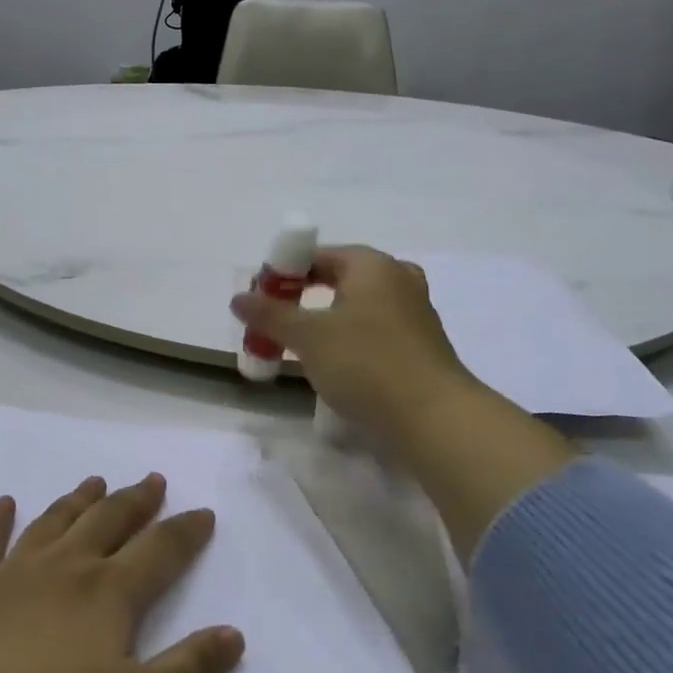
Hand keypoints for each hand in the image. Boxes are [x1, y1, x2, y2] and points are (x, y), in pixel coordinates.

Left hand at [0, 474, 244, 672]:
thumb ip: (191, 670)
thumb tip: (234, 633)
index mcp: (108, 594)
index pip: (160, 551)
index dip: (186, 532)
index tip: (204, 513)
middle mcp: (64, 569)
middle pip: (108, 522)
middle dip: (135, 501)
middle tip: (152, 479)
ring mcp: (11, 575)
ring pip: (54, 523)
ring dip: (78, 500)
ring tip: (95, 481)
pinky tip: (4, 503)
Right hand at [231, 246, 476, 447]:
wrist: (433, 417)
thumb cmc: (365, 363)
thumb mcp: (308, 337)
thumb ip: (270, 314)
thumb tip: (239, 298)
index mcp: (371, 264)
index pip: (316, 255)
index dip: (282, 275)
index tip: (259, 302)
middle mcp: (397, 277)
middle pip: (338, 278)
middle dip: (302, 298)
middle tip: (276, 323)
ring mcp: (415, 310)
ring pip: (357, 305)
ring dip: (326, 320)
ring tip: (302, 345)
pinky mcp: (421, 343)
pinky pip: (375, 328)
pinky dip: (350, 338)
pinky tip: (337, 364)